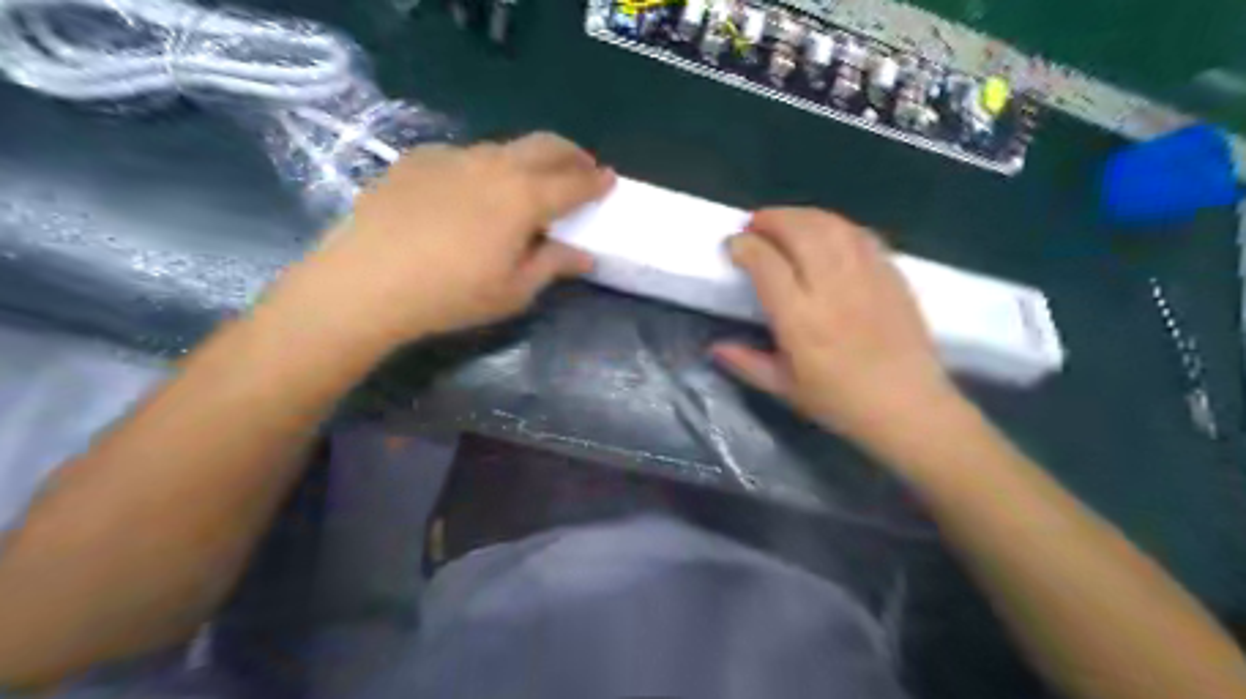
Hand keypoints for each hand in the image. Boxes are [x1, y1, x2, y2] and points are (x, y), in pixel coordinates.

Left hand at [279, 131, 616, 348]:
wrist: (366, 281)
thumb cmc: (451, 295)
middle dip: (570, 154)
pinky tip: (471, 192)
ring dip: (527, 159)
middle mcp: (494, 166)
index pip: (573, 183)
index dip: (595, 181)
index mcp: (524, 198)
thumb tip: (583, 255)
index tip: (610, 179)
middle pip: (543, 146)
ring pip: (503, 148)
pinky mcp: (418, 160)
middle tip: (582, 166)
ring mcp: (453, 157)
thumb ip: (552, 265)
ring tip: (529, 181)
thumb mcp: (513, 290)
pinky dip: (483, 168)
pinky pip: (464, 157)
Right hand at [709, 208, 961, 455]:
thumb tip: (715, 347)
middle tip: (755, 225)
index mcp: (801, 320)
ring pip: (831, 225)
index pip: (767, 263)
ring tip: (785, 223)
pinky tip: (824, 233)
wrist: (909, 407)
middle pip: (799, 231)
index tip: (733, 245)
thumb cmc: (841, 403)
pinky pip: (859, 234)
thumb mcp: (785, 389)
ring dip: (802, 215)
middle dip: (771, 219)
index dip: (744, 246)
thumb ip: (747, 363)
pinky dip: (834, 225)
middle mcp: (832, 289)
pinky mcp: (891, 274)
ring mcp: (867, 276)